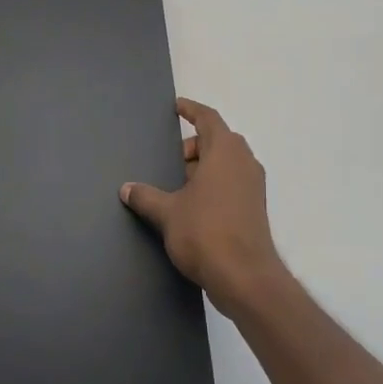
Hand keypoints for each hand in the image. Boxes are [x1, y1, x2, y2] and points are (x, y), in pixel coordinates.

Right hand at [121, 98, 288, 315]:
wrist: (244, 277)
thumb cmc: (205, 233)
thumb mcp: (167, 213)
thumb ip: (146, 196)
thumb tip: (126, 188)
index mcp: (225, 151)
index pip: (208, 118)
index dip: (191, 110)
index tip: (176, 107)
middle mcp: (244, 162)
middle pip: (218, 140)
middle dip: (194, 146)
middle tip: (171, 161)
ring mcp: (254, 186)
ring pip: (227, 163)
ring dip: (205, 167)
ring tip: (179, 186)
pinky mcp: (256, 208)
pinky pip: (233, 183)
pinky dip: (215, 184)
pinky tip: (195, 206)